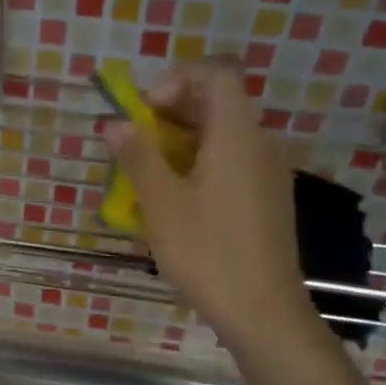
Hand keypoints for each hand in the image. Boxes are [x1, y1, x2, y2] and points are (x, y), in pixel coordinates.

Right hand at [101, 60, 320, 349]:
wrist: (263, 311)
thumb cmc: (207, 253)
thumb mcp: (161, 204)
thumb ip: (138, 157)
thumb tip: (114, 123)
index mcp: (237, 134)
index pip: (216, 73)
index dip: (176, 79)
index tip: (145, 111)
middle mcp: (261, 143)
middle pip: (220, 103)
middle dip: (173, 113)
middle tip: (138, 144)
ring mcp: (271, 172)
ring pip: (226, 135)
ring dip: (185, 142)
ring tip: (151, 177)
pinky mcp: (270, 198)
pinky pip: (235, 162)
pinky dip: (204, 165)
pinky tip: (181, 204)